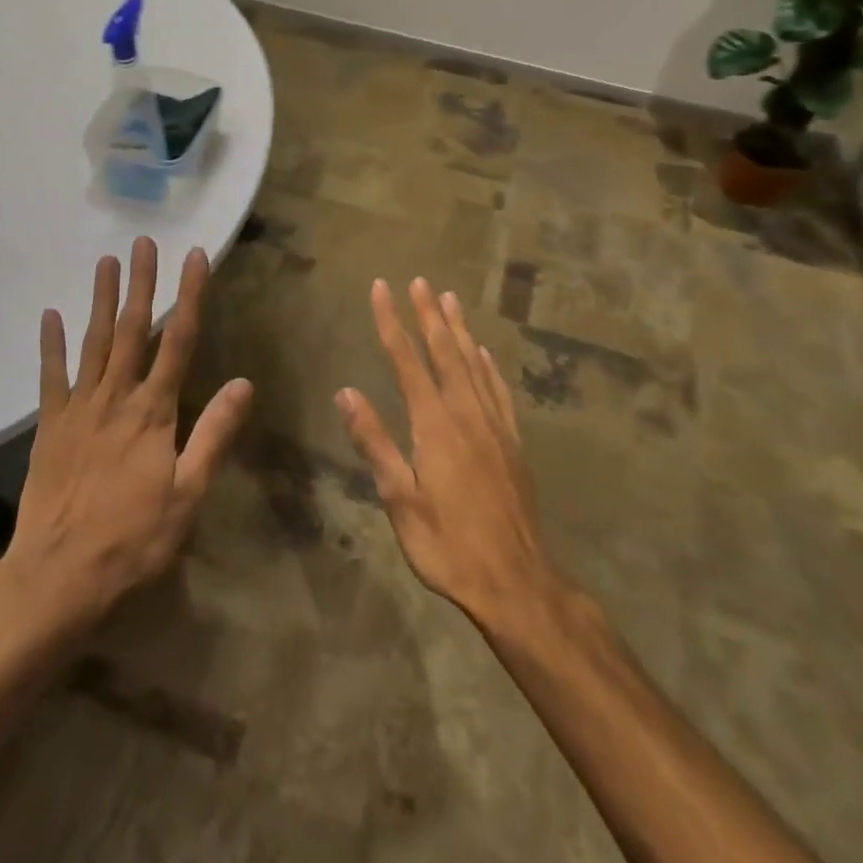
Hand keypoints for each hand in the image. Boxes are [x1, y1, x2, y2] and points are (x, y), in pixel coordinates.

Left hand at [3, 237, 252, 633]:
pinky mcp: (50, 427)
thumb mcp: (188, 494)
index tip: (195, 257)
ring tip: (106, 262)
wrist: (57, 576)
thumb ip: (214, 434)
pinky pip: (51, 377)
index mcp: (154, 412)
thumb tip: (244, 383)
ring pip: (94, 343)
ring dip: (101, 300)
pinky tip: (51, 316)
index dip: (189, 295)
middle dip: (141, 283)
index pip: (179, 341)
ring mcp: (79, 409)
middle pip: (133, 330)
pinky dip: (51, 345)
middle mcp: (116, 398)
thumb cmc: (133, 539)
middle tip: (144, 242)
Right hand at [339, 278, 566, 631]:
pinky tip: (484, 353)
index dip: (392, 322)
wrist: (516, 581)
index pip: (407, 361)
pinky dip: (489, 365)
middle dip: (429, 314)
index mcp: (435, 425)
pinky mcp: (512, 443)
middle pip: (445, 352)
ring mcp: (494, 427)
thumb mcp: (400, 500)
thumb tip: (347, 393)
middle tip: (420, 280)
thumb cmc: (448, 544)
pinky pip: (499, 391)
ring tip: (451, 299)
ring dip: (460, 330)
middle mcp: (466, 414)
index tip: (381, 288)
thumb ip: (375, 443)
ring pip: (474, 364)